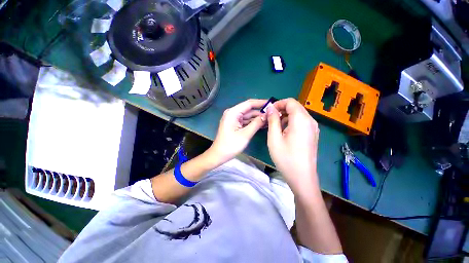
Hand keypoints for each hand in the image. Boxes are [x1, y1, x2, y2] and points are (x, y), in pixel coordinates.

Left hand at [207, 99, 267, 165]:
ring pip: (248, 116)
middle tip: (274, 114)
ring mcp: (233, 119)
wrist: (219, 155)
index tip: (273, 104)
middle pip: (249, 110)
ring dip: (258, 118)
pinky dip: (253, 123)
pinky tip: (262, 125)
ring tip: (270, 120)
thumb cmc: (230, 145)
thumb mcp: (245, 134)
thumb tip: (267, 115)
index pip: (249, 103)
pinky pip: (246, 121)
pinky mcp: (235, 124)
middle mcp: (233, 113)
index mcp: (233, 113)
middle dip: (261, 112)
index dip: (261, 103)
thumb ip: (256, 123)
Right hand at [266, 98, 319, 193]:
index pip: (290, 102)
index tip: (269, 112)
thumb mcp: (274, 138)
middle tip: (270, 119)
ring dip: (286, 117)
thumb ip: (272, 120)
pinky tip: (285, 132)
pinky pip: (302, 122)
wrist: (302, 177)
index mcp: (301, 120)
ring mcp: (314, 128)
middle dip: (281, 110)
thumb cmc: (286, 157)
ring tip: (276, 126)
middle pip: (295, 107)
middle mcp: (311, 121)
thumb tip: (271, 108)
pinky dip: (292, 123)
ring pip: (299, 115)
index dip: (278, 104)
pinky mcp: (313, 135)